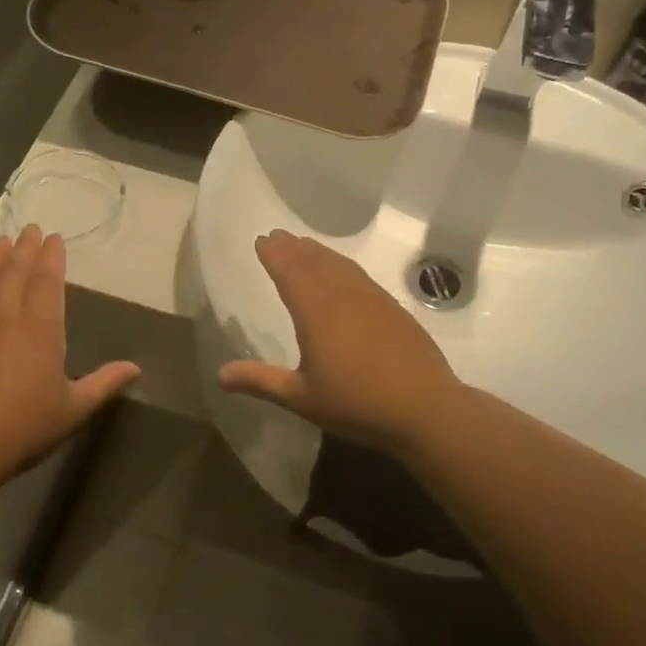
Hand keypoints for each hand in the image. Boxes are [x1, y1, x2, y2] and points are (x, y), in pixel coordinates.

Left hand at [0, 227, 140, 486]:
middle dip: (24, 248)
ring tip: (1, 241)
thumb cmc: (25, 428)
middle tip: (30, 229)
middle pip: (15, 273)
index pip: (47, 282)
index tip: (54, 238)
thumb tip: (136, 368)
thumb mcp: (73, 409)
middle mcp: (5, 317)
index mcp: (41, 329)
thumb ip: (104, 383)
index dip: (52, 258)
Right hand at [218, 231, 462, 454]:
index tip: (262, 240)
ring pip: (340, 266)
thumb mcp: (302, 398)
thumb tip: (220, 375)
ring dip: (319, 253)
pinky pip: (360, 277)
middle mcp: (343, 297)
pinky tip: (344, 273)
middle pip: (314, 262)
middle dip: (293, 248)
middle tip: (278, 236)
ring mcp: (373, 300)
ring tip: (305, 246)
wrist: (425, 409)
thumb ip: (261, 381)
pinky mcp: (393, 310)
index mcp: (316, 313)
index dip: (274, 255)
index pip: (290, 272)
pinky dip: (344, 266)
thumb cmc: (357, 404)